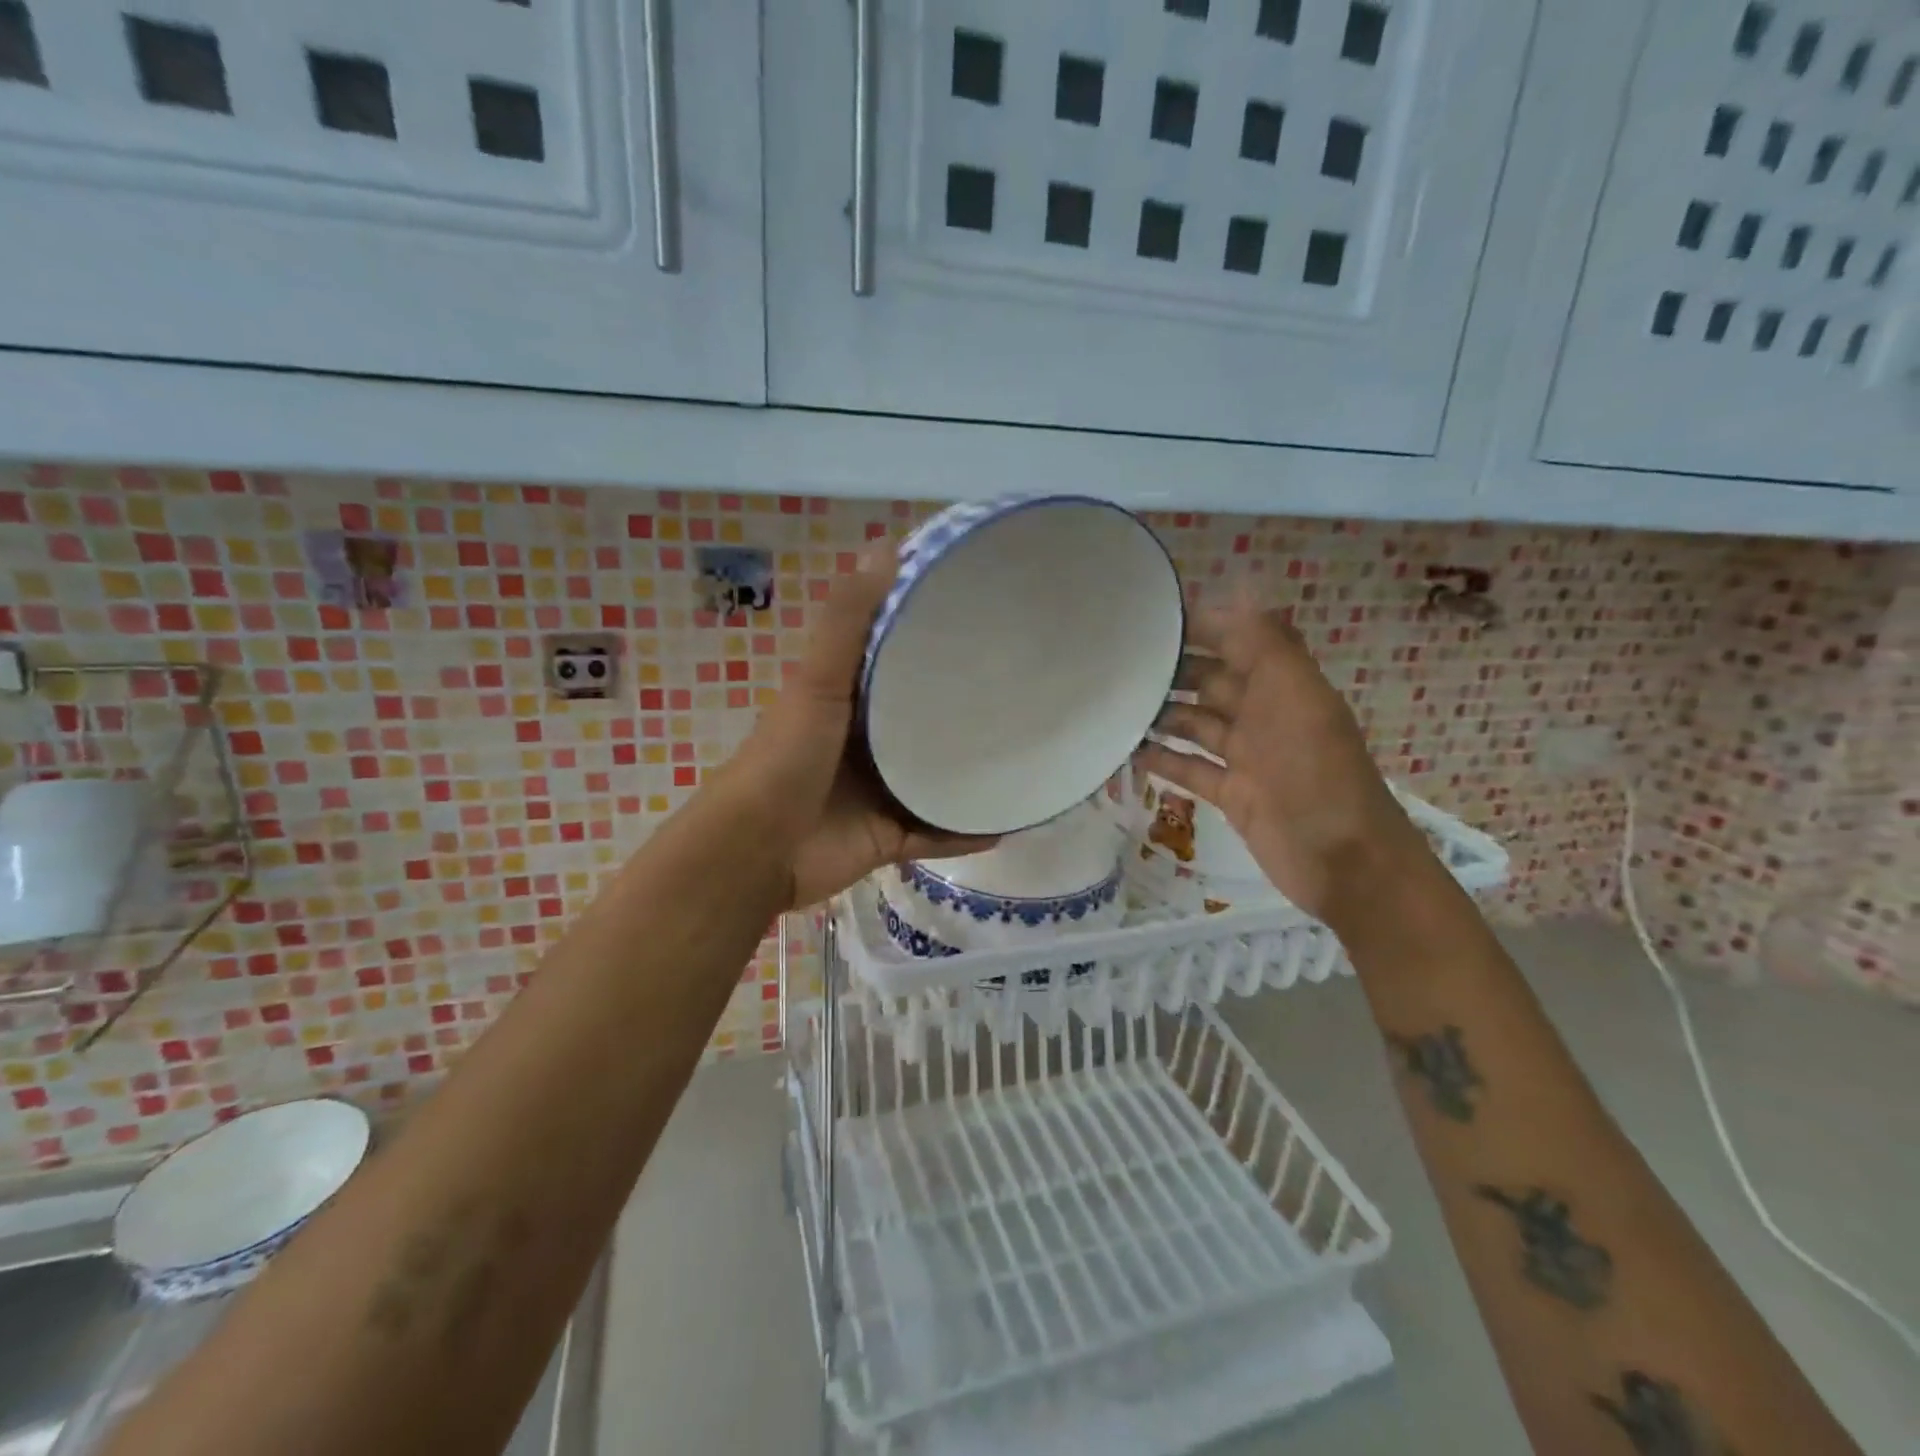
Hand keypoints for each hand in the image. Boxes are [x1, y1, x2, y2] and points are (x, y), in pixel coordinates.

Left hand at [726, 548, 995, 909]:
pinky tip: (1010, 821)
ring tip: (1028, 754)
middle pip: (924, 722)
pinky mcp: (888, 838)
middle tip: (1023, 690)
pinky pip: (937, 833)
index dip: (933, 639)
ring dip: (972, 772)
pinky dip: (967, 831)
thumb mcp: (817, 680)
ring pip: (936, 778)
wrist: (756, 850)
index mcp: (848, 701)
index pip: (898, 662)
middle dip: (965, 710)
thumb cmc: (786, 757)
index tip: (985, 620)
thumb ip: (848, 621)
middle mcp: (866, 744)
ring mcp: (879, 793)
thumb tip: (886, 545)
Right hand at [1138, 598, 1428, 929]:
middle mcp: (1264, 714)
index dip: (1201, 626)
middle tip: (1118, 665)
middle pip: (1211, 681)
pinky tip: (1130, 752)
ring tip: (1114, 707)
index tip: (1150, 619)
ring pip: (1196, 724)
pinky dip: (1164, 759)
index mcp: (1283, 685)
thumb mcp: (1296, 697)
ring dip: (1161, 714)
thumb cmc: (1317, 772)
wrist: (1345, 862)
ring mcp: (1248, 756)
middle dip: (1171, 670)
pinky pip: (1191, 768)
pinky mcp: (1233, 794)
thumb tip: (1235, 589)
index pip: (1237, 640)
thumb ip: (1266, 643)